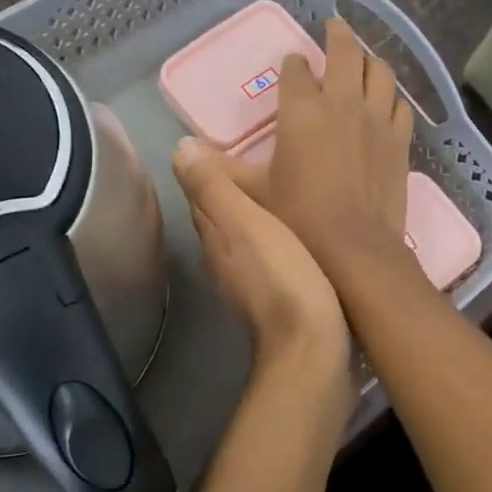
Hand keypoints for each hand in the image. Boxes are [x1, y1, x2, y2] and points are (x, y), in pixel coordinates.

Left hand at [173, 138, 349, 374]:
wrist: (312, 347)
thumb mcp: (246, 222)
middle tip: (253, 162)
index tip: (223, 145)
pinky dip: (270, 240)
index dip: (207, 171)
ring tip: (274, 192)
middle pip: (218, 219)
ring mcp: (246, 283)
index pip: (200, 197)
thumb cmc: (281, 276)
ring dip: (249, 217)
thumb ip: (213, 187)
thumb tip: (178, 147)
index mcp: (214, 237)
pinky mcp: (273, 299)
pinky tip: (289, 236)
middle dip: (228, 193)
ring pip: (241, 239)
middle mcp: (222, 260)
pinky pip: (265, 258)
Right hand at [234, 18, 415, 282]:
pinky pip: (400, 105)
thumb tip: (185, 152)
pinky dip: (392, 95)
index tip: (292, 64)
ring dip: (370, 59)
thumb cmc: (298, 217)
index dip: (293, 64)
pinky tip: (388, 100)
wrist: (354, 248)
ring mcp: (376, 119)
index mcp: (302, 109)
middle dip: (338, 35)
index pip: (296, 70)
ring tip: (363, 57)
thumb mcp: (251, 193)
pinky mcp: (399, 140)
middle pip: (346, 52)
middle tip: (334, 27)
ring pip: (380, 71)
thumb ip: (219, 170)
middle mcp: (342, 102)